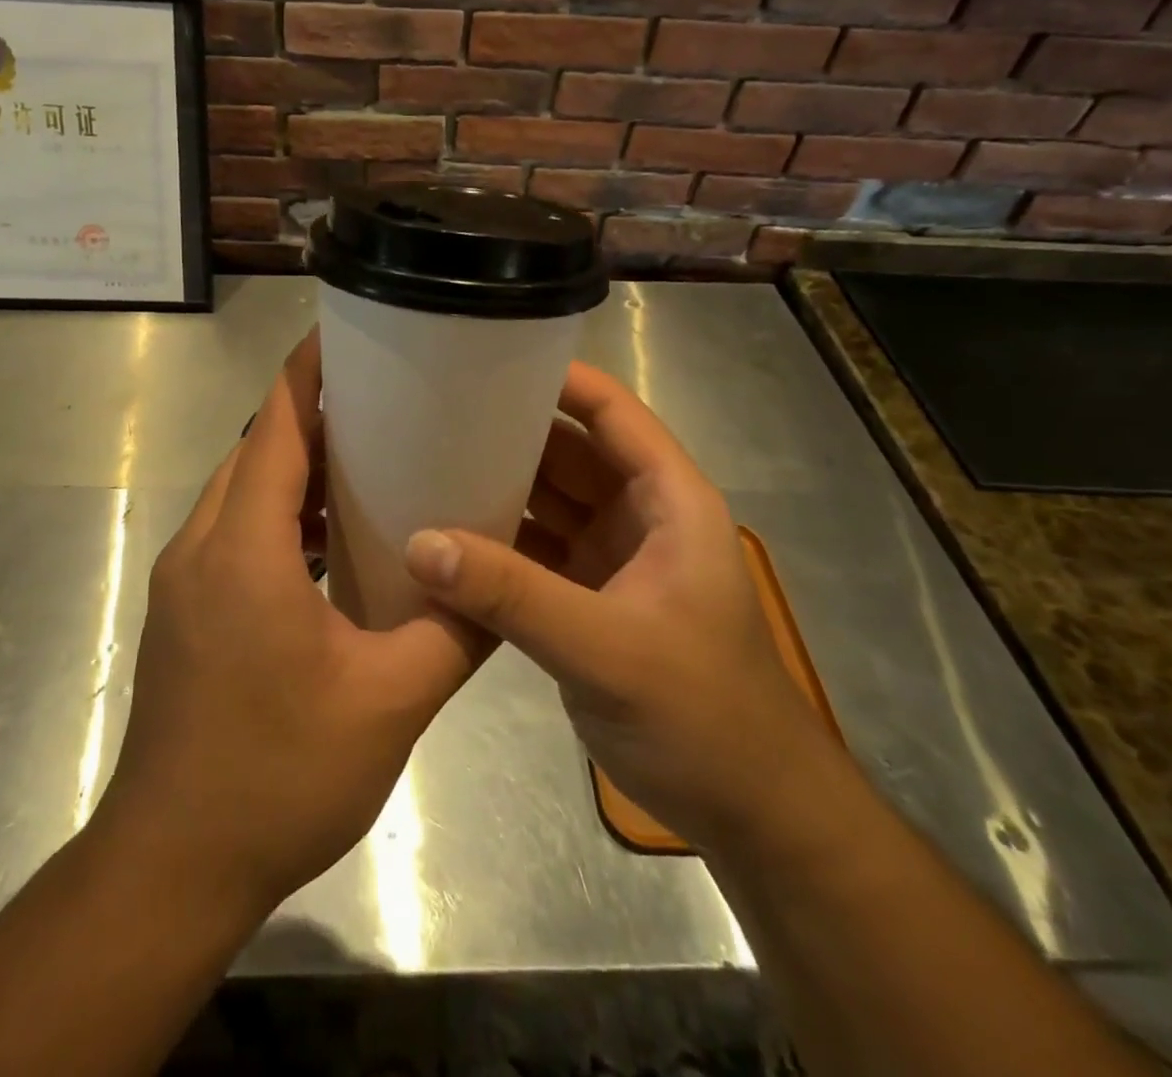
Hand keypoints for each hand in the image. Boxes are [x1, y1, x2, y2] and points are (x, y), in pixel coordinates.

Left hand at [98, 332, 480, 915]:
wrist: (172, 865)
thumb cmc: (278, 776)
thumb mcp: (389, 702)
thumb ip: (454, 632)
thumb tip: (502, 580)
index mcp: (244, 547)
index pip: (274, 424)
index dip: (310, 371)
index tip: (352, 334)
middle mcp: (202, 545)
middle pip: (257, 449)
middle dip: (314, 415)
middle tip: (388, 400)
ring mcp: (185, 579)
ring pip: (243, 492)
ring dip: (296, 468)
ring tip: (369, 459)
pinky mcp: (185, 610)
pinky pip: (235, 532)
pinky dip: (280, 515)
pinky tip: (331, 541)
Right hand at [403, 362, 829, 850]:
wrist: (749, 814)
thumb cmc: (703, 715)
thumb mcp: (607, 649)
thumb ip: (514, 594)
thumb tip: (422, 542)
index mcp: (668, 501)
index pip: (612, 414)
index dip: (558, 379)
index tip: (489, 357)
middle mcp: (638, 517)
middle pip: (567, 452)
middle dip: (509, 431)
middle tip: (433, 411)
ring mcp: (610, 560)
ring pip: (546, 502)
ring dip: (496, 486)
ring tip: (425, 462)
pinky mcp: (585, 600)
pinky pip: (532, 551)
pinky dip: (494, 543)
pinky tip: (442, 536)